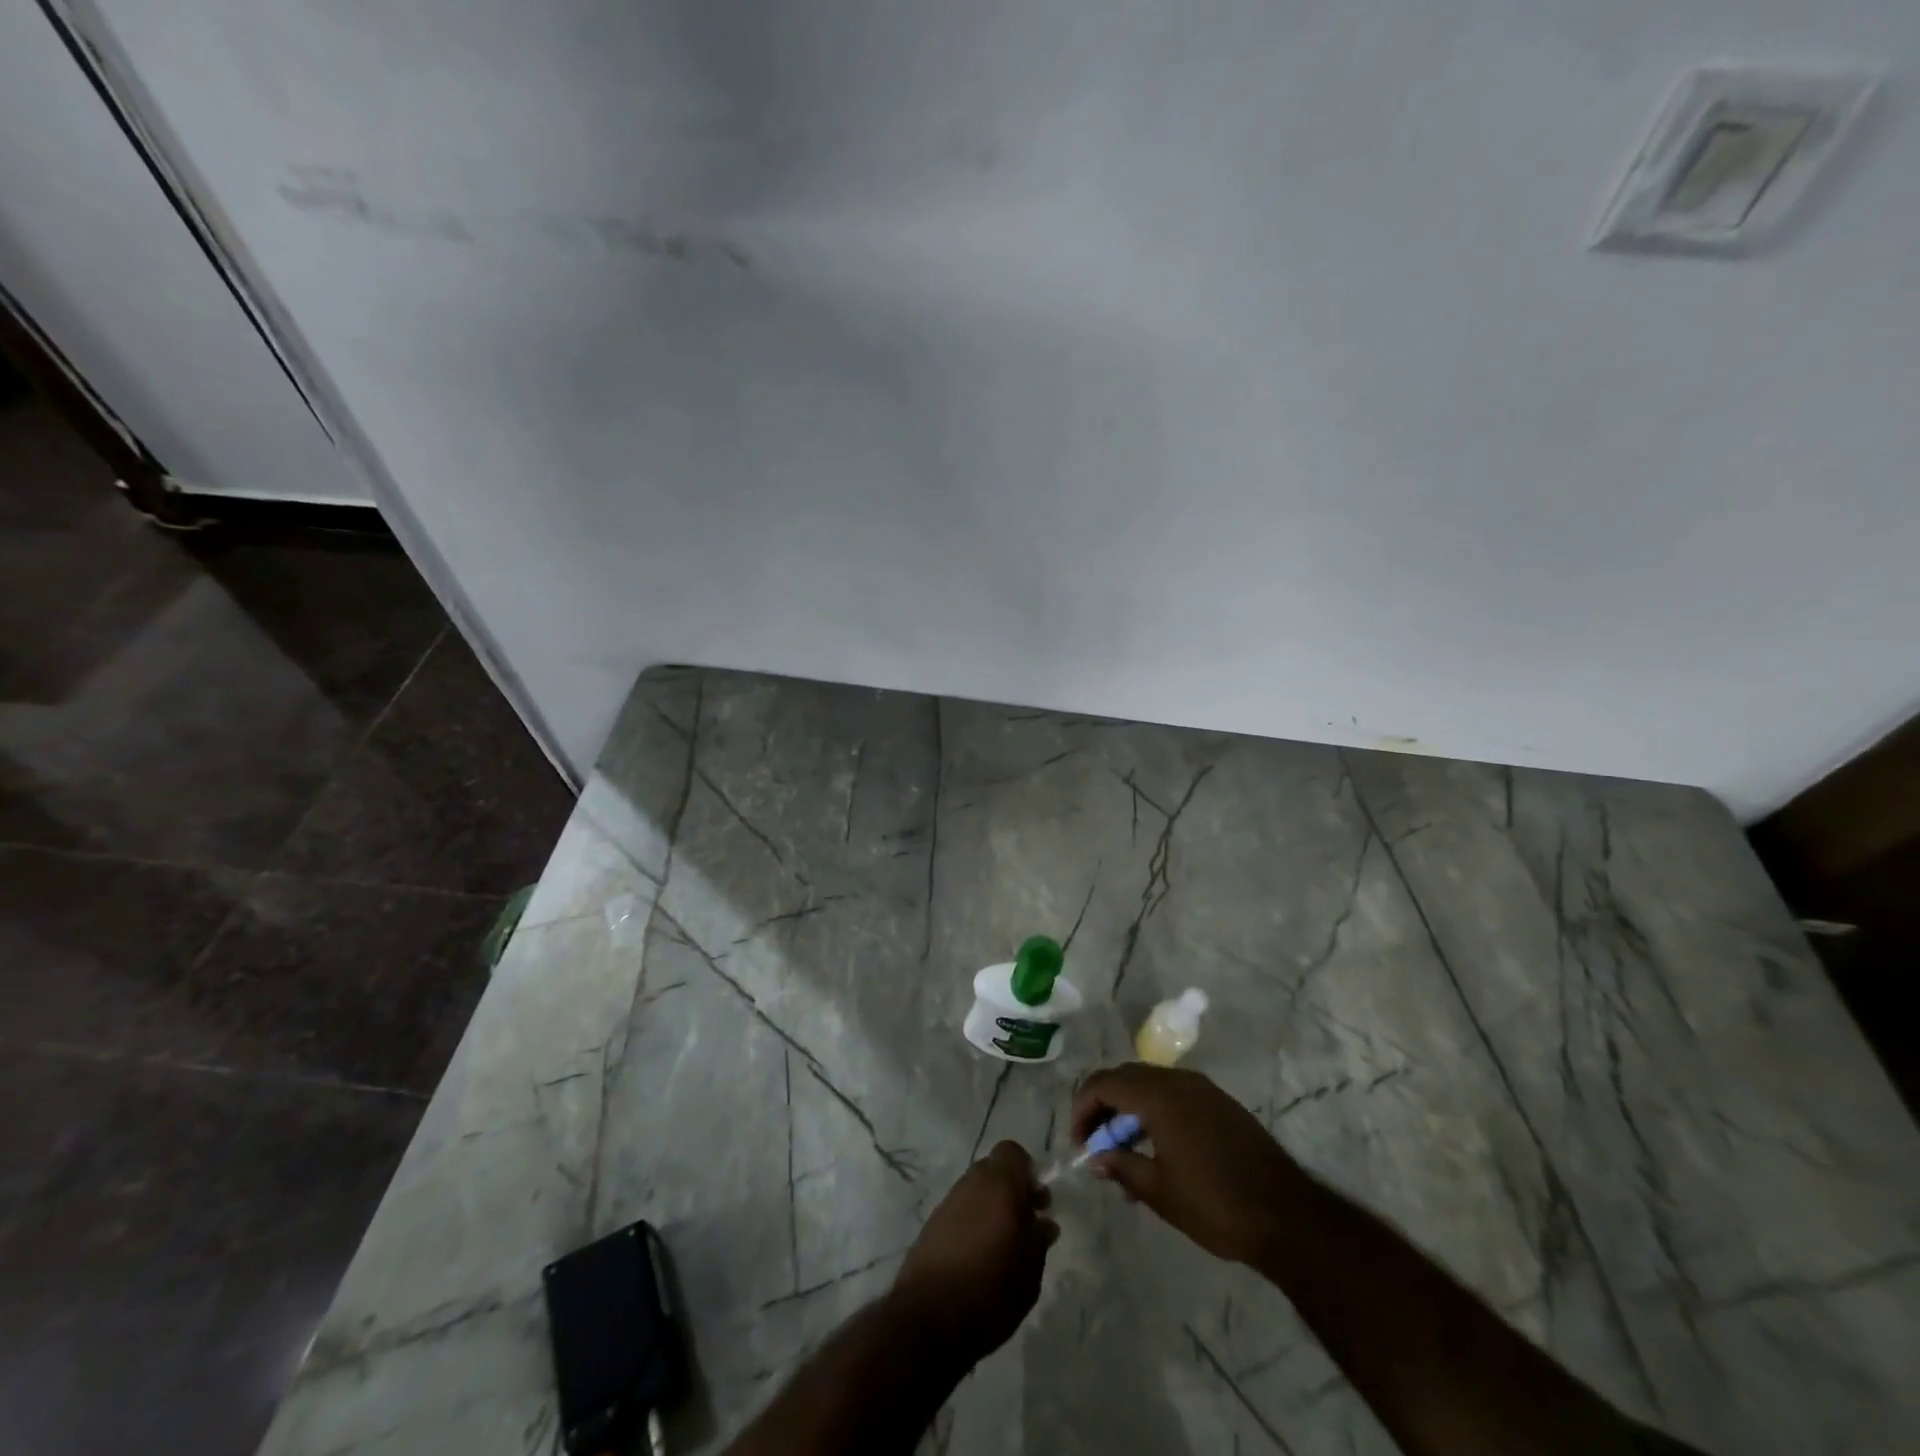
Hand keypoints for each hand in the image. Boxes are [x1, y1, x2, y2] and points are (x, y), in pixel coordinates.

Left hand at [892, 1141, 1057, 1366]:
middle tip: (1025, 1224)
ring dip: (991, 1208)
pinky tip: (978, 1257)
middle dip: (1011, 1190)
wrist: (928, 1317)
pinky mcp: (931, 1225)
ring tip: (1003, 1247)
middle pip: (994, 1170)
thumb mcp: (1030, 1271)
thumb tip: (1044, 1222)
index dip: (1027, 1172)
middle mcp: (971, 1183)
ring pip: (976, 1191)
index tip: (1037, 1202)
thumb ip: (1039, 1239)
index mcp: (999, 1184)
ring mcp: (947, 1202)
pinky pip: (960, 1211)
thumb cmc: (990, 1289)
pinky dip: (972, 1223)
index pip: (1013, 1152)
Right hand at [1072, 1064, 1309, 1265]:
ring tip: (1124, 1154)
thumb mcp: (1159, 1192)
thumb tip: (1097, 1156)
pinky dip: (1154, 1112)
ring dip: (1128, 1111)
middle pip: (1125, 1078)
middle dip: (1103, 1107)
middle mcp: (1177, 1080)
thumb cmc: (1215, 1204)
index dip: (1082, 1108)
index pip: (1103, 1083)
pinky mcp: (1219, 1102)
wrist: (1288, 1216)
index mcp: (1158, 1095)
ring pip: (1149, 1085)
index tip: (1079, 1143)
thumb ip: (1122, 1166)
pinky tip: (1156, 1150)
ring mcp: (1202, 1088)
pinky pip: (1173, 1094)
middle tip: (1096, 1146)